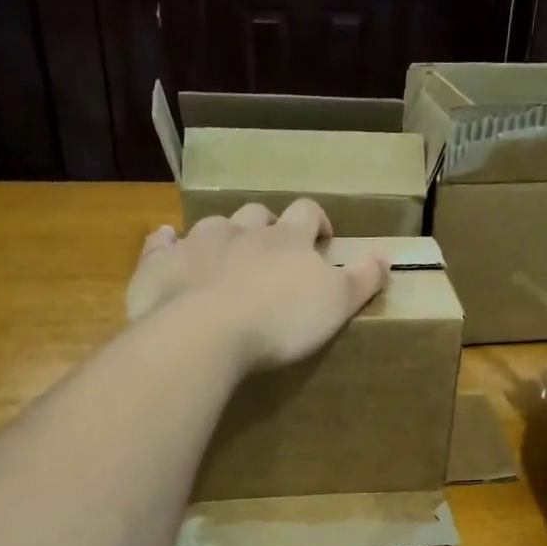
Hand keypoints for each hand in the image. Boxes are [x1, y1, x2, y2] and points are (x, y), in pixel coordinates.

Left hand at [126, 199, 388, 371]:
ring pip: (213, 226)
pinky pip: (162, 242)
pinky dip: (167, 243)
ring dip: (222, 236)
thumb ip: (362, 279)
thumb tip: (386, 255)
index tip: (321, 240)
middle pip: (257, 215)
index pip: (307, 212)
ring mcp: (197, 243)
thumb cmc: (279, 321)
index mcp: (287, 239)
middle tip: (272, 253)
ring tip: (225, 258)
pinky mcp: (160, 263)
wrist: (204, 333)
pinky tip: (168, 247)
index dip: (316, 222)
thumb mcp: (336, 304)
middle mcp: (242, 231)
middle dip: (266, 227)